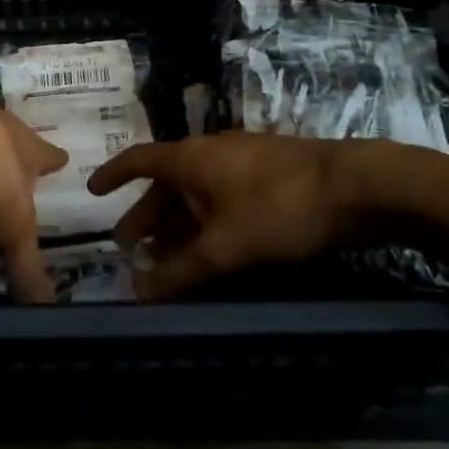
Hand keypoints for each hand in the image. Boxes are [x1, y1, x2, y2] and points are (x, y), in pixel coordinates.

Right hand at [88, 133, 394, 300]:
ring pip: (196, 194)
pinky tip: (213, 251)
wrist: (356, 186)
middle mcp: (210, 154)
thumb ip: (180, 272)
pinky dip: (207, 224)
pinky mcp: (269, 178)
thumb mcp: (225, 246)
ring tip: (165, 259)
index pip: (138, 160)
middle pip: (166, 183)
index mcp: (190, 158)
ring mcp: (242, 164)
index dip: (112, 175)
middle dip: (145, 215)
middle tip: (128, 246)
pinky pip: (222, 200)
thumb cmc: (279, 207)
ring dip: (177, 225)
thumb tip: (138, 294)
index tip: (92, 192)